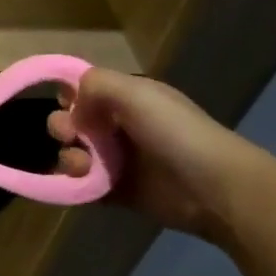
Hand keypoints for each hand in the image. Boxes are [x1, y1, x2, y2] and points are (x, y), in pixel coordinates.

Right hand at [47, 68, 268, 246]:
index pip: (84, 91)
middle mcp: (119, 127)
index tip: (68, 104)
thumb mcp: (135, 93)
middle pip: (72, 122)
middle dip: (62, 127)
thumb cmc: (176, 132)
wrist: (214, 188)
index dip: (69, 96)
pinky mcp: (116, 192)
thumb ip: (95, 84)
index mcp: (127, 100)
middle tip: (70, 135)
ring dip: (69, 157)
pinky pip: (82, 185)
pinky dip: (75, 183)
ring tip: (82, 165)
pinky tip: (83, 182)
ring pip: (73, 153)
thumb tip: (71, 107)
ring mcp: (117, 161)